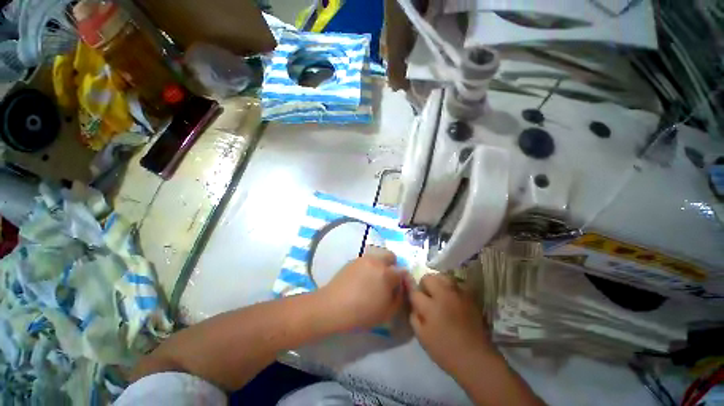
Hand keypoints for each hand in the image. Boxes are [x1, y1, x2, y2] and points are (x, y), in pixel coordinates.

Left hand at [321, 246, 403, 330]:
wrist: (333, 306)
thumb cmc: (362, 313)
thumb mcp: (387, 312)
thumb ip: (399, 298)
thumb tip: (400, 287)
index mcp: (387, 273)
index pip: (402, 271)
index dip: (402, 280)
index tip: (397, 288)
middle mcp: (376, 261)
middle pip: (391, 256)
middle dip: (392, 266)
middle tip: (386, 280)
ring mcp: (363, 259)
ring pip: (378, 257)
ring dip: (380, 265)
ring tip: (372, 280)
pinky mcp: (353, 260)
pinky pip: (366, 260)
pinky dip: (368, 267)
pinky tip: (361, 279)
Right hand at [408, 273, 494, 374]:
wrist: (475, 357)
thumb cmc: (445, 350)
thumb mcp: (422, 337)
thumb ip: (414, 317)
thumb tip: (413, 305)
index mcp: (431, 307)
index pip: (415, 292)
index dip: (413, 296)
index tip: (414, 301)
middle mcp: (444, 295)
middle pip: (429, 278)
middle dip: (424, 285)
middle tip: (426, 295)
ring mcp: (458, 294)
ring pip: (443, 277)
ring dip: (437, 282)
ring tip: (438, 292)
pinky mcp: (469, 297)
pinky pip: (457, 284)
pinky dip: (451, 287)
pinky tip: (451, 297)